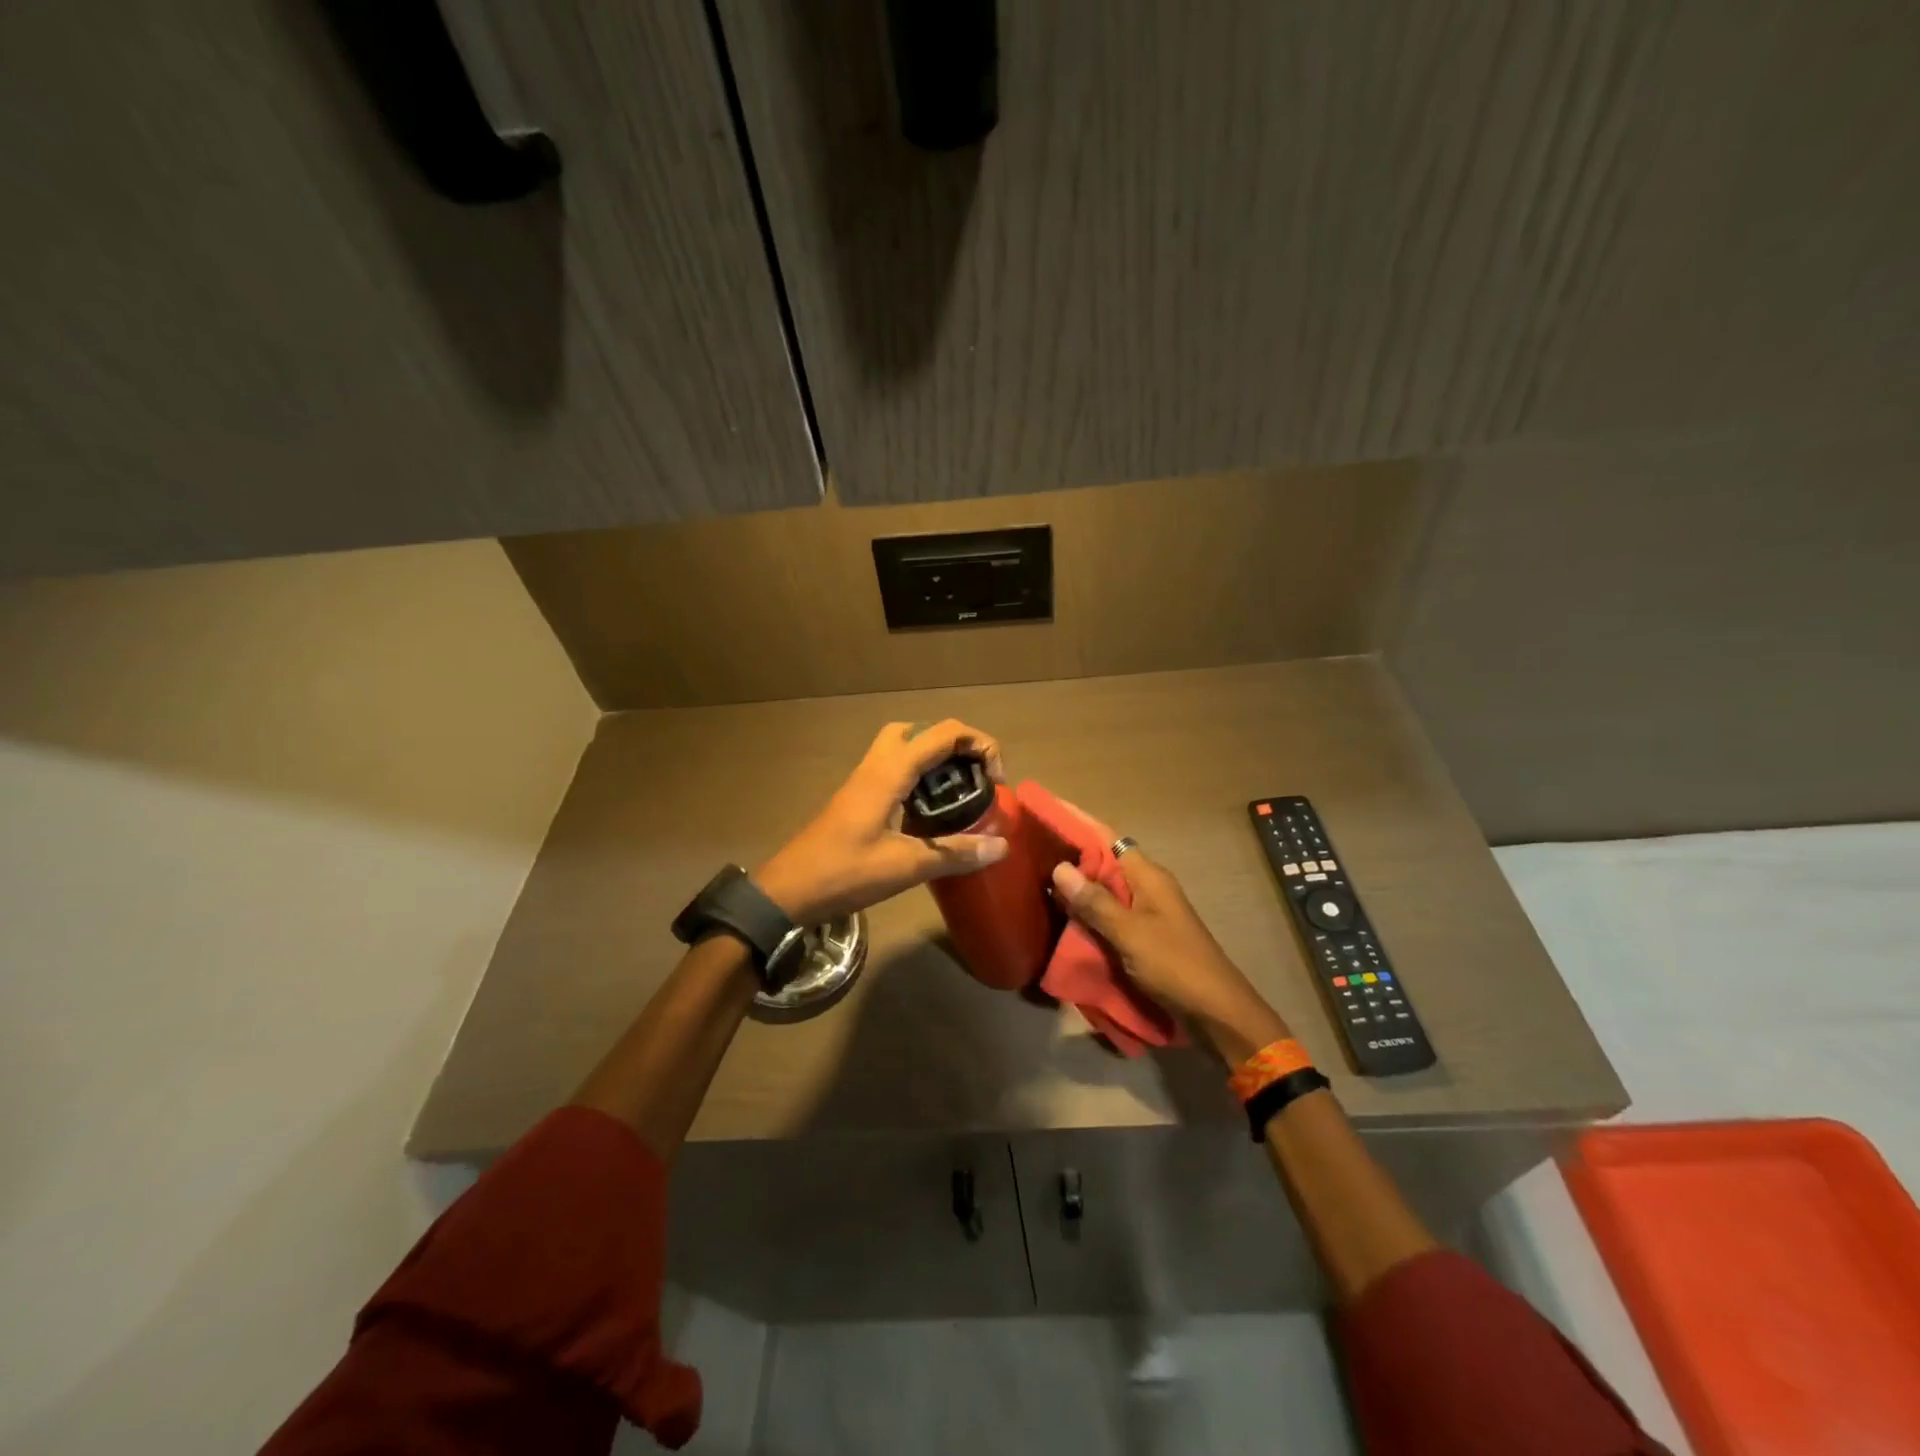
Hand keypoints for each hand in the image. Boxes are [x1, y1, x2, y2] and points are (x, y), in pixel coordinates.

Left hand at [754, 720, 1010, 924]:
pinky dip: (916, 777)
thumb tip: (1002, 846)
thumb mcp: (905, 866)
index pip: (943, 733)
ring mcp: (861, 782)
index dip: (979, 744)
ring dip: (932, 759)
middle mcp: (875, 767)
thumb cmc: (844, 874)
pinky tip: (927, 811)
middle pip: (917, 730)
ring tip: (957, 791)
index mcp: (889, 773)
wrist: (788, 891)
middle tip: (972, 775)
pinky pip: (891, 771)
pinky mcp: (855, 799)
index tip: (996, 781)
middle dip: (952, 743)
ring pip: (900, 748)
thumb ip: (954, 853)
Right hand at [1049, 819, 1288, 1063]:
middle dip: (1069, 853)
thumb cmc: (1175, 966)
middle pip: (1103, 861)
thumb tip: (1060, 867)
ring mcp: (1145, 912)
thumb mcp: (1130, 934)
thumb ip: (1095, 902)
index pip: (1106, 837)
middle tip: (1029, 848)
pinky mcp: (1141, 935)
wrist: (1216, 1013)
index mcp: (1148, 876)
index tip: (1044, 809)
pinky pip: (1107, 913)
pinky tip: (1060, 915)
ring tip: (1035, 877)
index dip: (1076, 822)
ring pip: (1103, 888)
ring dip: (1076, 886)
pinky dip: (1086, 911)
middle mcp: (1146, 887)